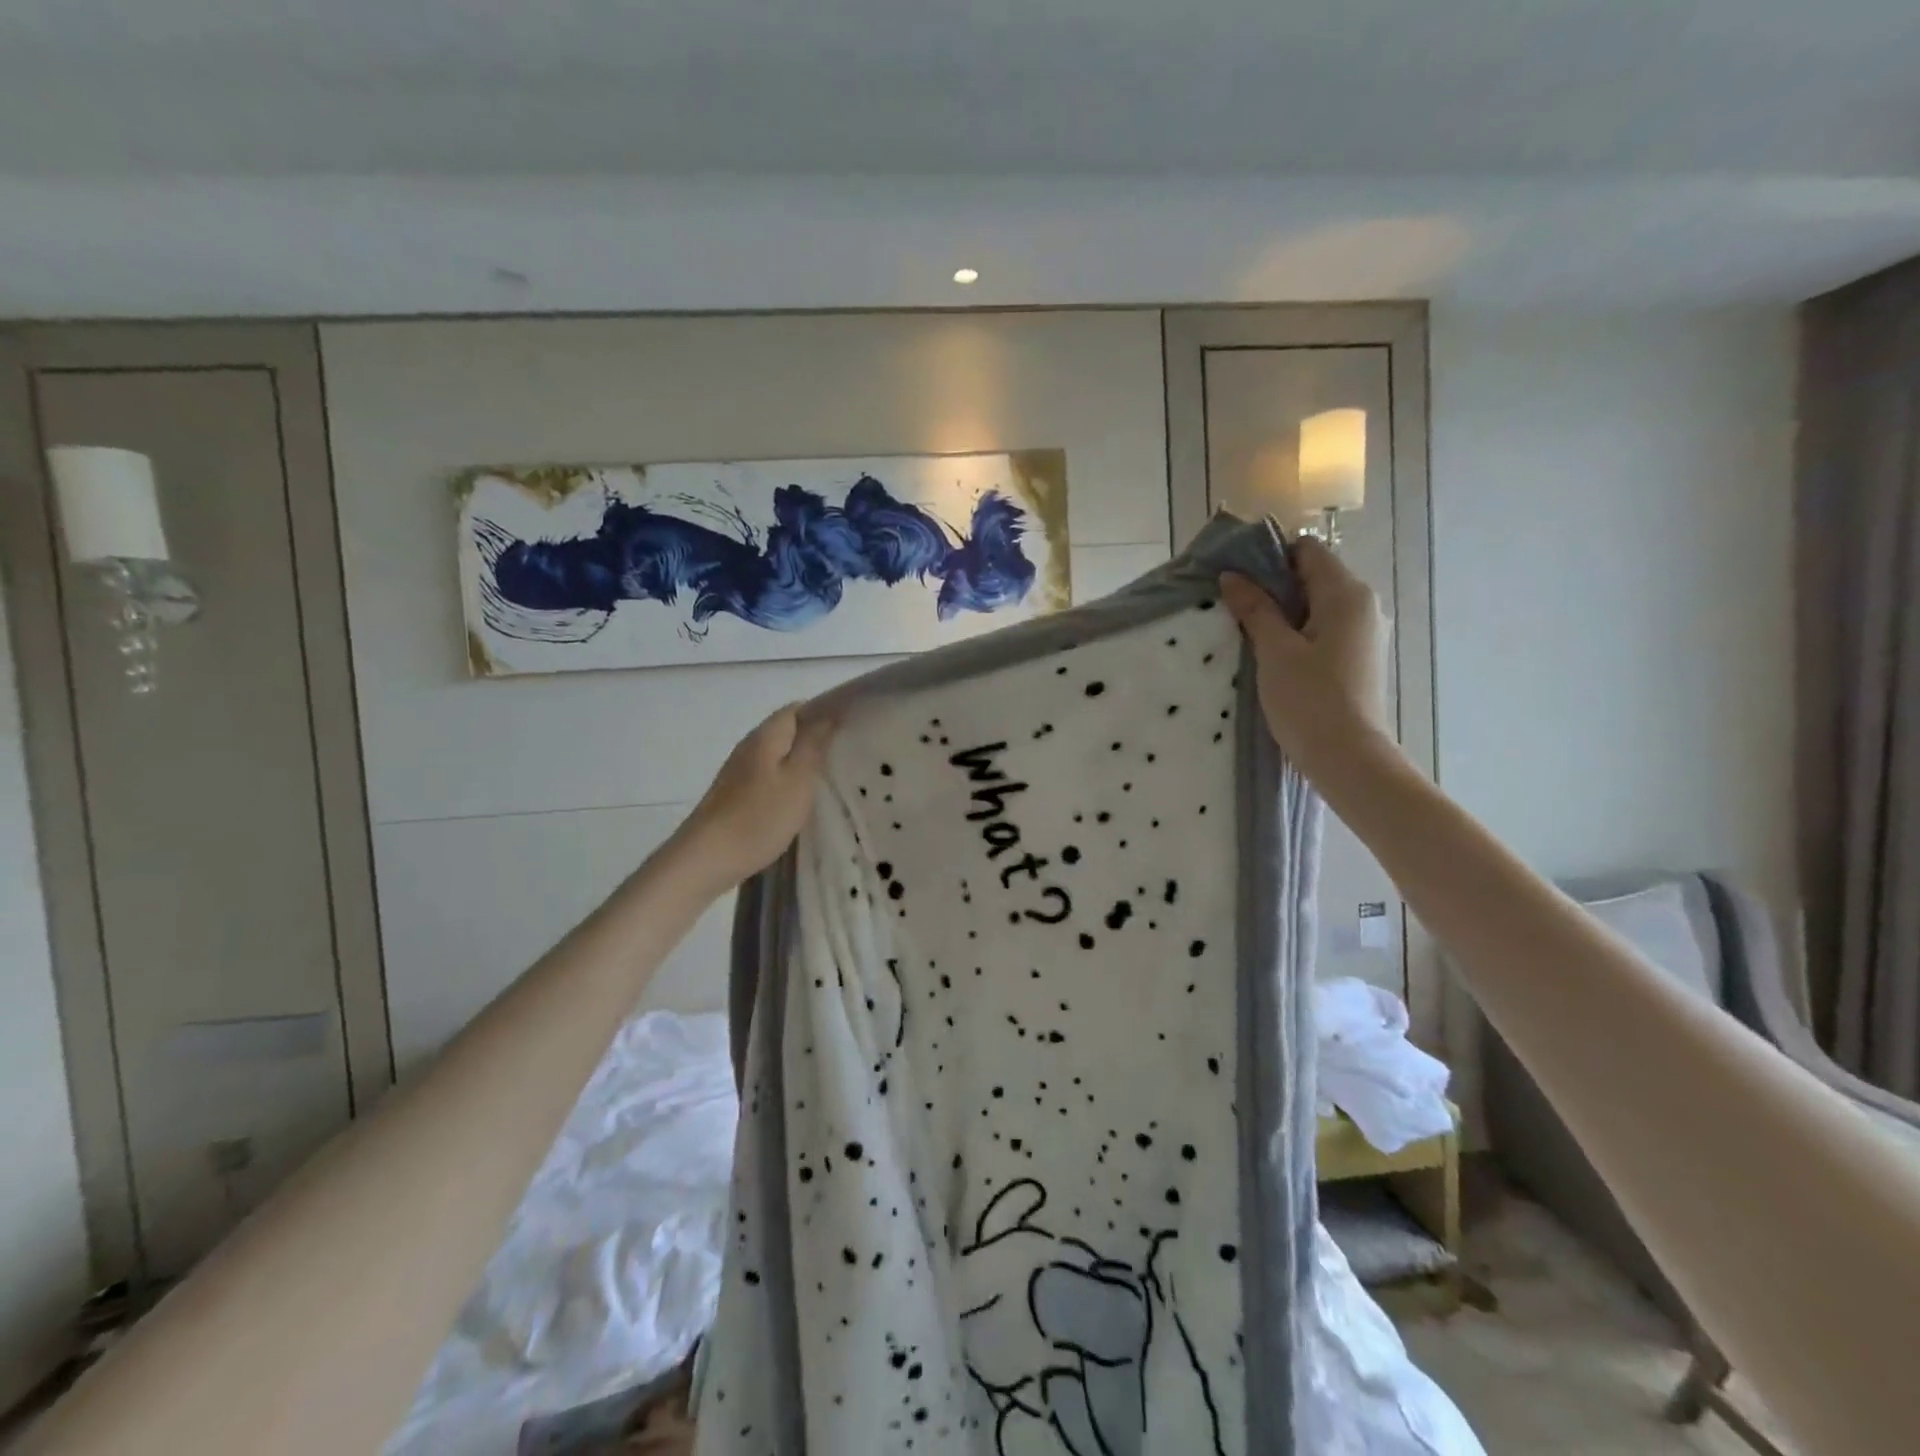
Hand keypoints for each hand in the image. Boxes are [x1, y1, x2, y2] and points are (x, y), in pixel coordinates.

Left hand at [673, 703, 834, 893]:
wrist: (706, 859)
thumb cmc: (758, 818)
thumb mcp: (798, 780)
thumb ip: (814, 745)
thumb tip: (829, 714)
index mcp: (766, 736)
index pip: (798, 708)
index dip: (825, 713)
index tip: (851, 730)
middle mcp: (750, 746)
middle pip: (788, 731)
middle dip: (816, 739)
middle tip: (847, 756)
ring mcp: (739, 771)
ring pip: (779, 755)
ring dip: (802, 763)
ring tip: (830, 779)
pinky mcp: (736, 794)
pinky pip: (770, 776)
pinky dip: (788, 782)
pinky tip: (801, 800)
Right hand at [1220, 538, 1389, 765]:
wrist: (1347, 757)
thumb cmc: (1309, 699)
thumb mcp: (1274, 651)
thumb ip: (1255, 609)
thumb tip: (1232, 577)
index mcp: (1346, 594)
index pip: (1308, 550)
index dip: (1270, 555)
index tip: (1236, 575)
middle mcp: (1363, 605)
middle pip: (1313, 576)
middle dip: (1273, 585)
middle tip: (1234, 603)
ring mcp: (1364, 633)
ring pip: (1317, 605)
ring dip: (1283, 611)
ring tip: (1247, 629)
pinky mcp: (1358, 658)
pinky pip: (1324, 629)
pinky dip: (1298, 632)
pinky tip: (1272, 652)